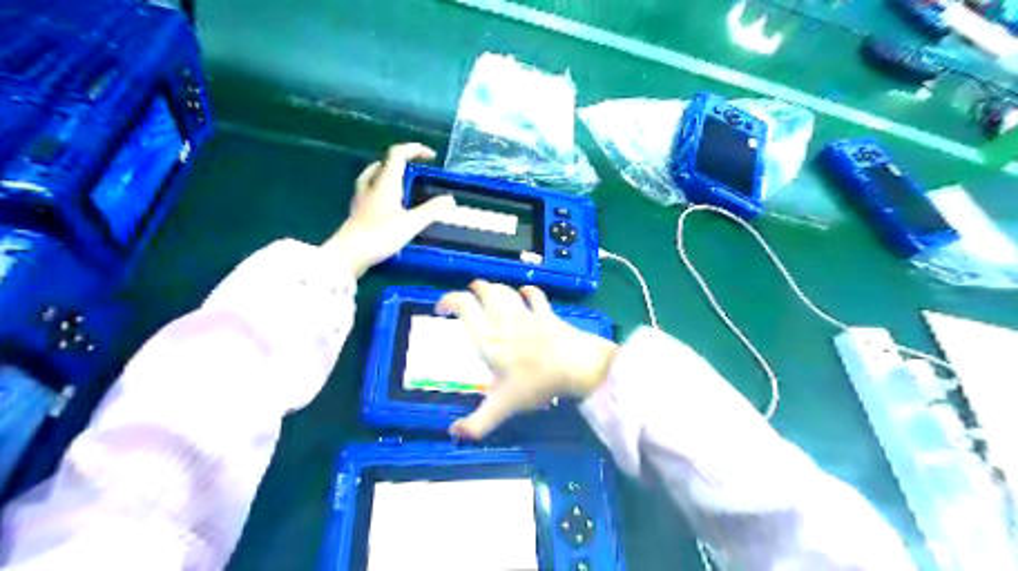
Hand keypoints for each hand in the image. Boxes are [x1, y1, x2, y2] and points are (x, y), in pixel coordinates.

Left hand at [324, 142, 454, 276]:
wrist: (348, 254)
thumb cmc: (380, 236)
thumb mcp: (412, 224)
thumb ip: (432, 210)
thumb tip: (450, 199)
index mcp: (386, 183)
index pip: (398, 154)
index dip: (415, 149)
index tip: (431, 157)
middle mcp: (372, 186)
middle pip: (384, 163)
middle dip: (402, 161)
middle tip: (417, 170)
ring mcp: (361, 198)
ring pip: (373, 176)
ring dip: (388, 173)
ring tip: (401, 181)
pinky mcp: (357, 212)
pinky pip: (369, 191)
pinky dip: (380, 189)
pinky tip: (385, 202)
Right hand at [433, 283, 615, 439]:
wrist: (577, 366)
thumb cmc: (536, 384)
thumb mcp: (503, 407)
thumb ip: (477, 423)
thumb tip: (453, 435)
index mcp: (488, 338)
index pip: (464, 307)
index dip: (448, 301)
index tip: (440, 309)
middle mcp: (504, 320)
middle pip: (485, 292)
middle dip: (474, 290)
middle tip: (468, 297)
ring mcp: (527, 314)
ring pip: (506, 291)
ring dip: (495, 288)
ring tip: (489, 293)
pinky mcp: (547, 314)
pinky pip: (535, 296)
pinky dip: (528, 291)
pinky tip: (525, 292)